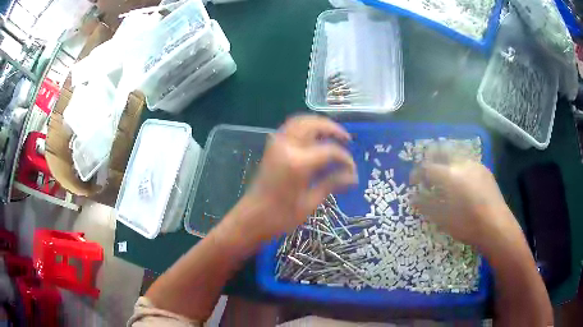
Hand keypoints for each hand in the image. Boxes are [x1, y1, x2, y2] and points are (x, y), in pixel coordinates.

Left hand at [225, 115, 357, 242]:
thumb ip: (331, 184)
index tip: (352, 170)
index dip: (345, 159)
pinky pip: (290, 128)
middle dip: (333, 129)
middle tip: (346, 139)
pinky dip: (304, 126)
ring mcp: (276, 145)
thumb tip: (354, 178)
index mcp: (298, 163)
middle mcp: (287, 147)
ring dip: (318, 123)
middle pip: (313, 125)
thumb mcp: (309, 203)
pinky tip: (314, 137)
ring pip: (300, 121)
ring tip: (332, 134)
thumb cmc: (280, 217)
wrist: (251, 219)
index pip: (330, 151)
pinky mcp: (271, 147)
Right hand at [409, 147, 513, 248]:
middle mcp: (462, 163)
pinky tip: (461, 182)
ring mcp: (475, 164)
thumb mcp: (443, 219)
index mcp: (450, 175)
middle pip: (441, 150)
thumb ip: (426, 205)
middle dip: (431, 158)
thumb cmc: (468, 225)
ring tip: (444, 178)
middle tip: (427, 173)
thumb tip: (412, 198)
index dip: (417, 173)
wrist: (497, 227)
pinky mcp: (484, 170)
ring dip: (445, 161)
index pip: (427, 167)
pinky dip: (459, 166)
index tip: (413, 182)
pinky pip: (467, 161)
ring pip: (456, 153)